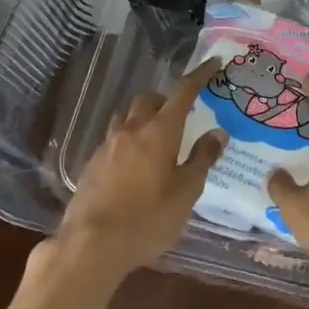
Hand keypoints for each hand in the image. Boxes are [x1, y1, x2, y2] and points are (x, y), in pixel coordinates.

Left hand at [55, 59, 226, 280]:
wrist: (91, 245)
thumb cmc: (148, 219)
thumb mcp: (186, 193)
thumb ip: (202, 159)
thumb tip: (217, 132)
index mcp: (160, 131)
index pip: (184, 92)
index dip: (200, 75)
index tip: (213, 63)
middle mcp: (132, 130)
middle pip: (148, 99)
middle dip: (165, 100)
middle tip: (180, 117)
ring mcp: (107, 146)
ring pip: (126, 117)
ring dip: (143, 118)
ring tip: (155, 139)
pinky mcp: (92, 165)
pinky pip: (113, 140)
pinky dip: (127, 142)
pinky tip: (133, 166)